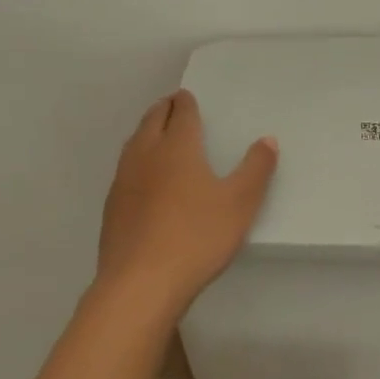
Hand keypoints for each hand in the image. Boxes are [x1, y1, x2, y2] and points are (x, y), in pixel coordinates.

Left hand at [96, 90, 277, 314]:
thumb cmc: (196, 237)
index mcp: (177, 148)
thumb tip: (267, 140)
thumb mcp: (240, 204)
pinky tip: (142, 178)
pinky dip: (136, 160)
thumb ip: (256, 169)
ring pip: (134, 144)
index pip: (181, 114)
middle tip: (172, 105)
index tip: (186, 96)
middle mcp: (146, 155)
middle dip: (163, 110)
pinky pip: (125, 170)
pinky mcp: (112, 207)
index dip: (185, 103)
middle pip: (152, 122)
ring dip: (146, 132)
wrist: (140, 283)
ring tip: (156, 133)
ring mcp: (124, 181)